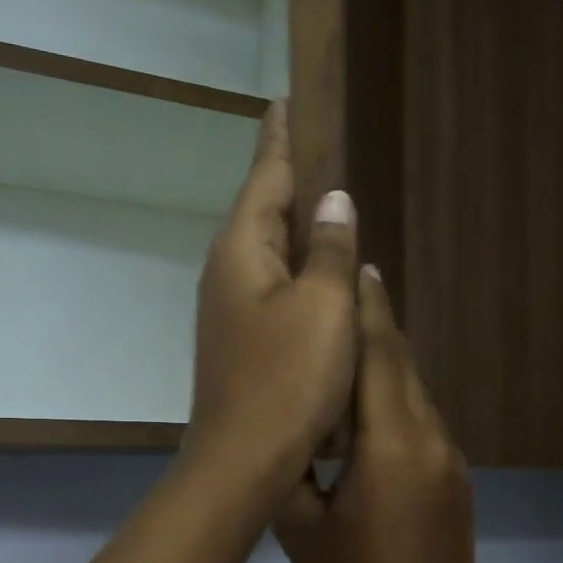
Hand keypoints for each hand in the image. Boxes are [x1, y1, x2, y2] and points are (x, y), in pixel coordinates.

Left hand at [185, 101, 360, 493]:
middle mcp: (226, 272)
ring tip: (328, 206)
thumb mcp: (324, 309)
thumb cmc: (288, 381)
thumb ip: (332, 250)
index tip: (287, 100)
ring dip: (295, 230)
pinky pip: (273, 290)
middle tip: (319, 146)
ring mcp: (228, 310)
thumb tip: (335, 201)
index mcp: (242, 251)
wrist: (243, 462)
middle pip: (262, 211)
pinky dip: (297, 274)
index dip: (282, 137)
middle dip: (289, 179)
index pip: (266, 176)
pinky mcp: (239, 342)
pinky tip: (319, 279)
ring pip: (268, 254)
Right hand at [275, 267, 478, 562]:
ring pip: (414, 391)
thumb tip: (290, 423)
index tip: (356, 264)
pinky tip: (369, 410)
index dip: (367, 307)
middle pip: (402, 363)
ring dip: (384, 362)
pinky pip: (423, 421)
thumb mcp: (300, 524)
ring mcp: (450, 456)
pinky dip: (396, 399)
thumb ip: (294, 462)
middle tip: (347, 287)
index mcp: (390, 443)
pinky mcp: (456, 477)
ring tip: (350, 340)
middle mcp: (429, 436)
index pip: (379, 355)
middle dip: (376, 323)